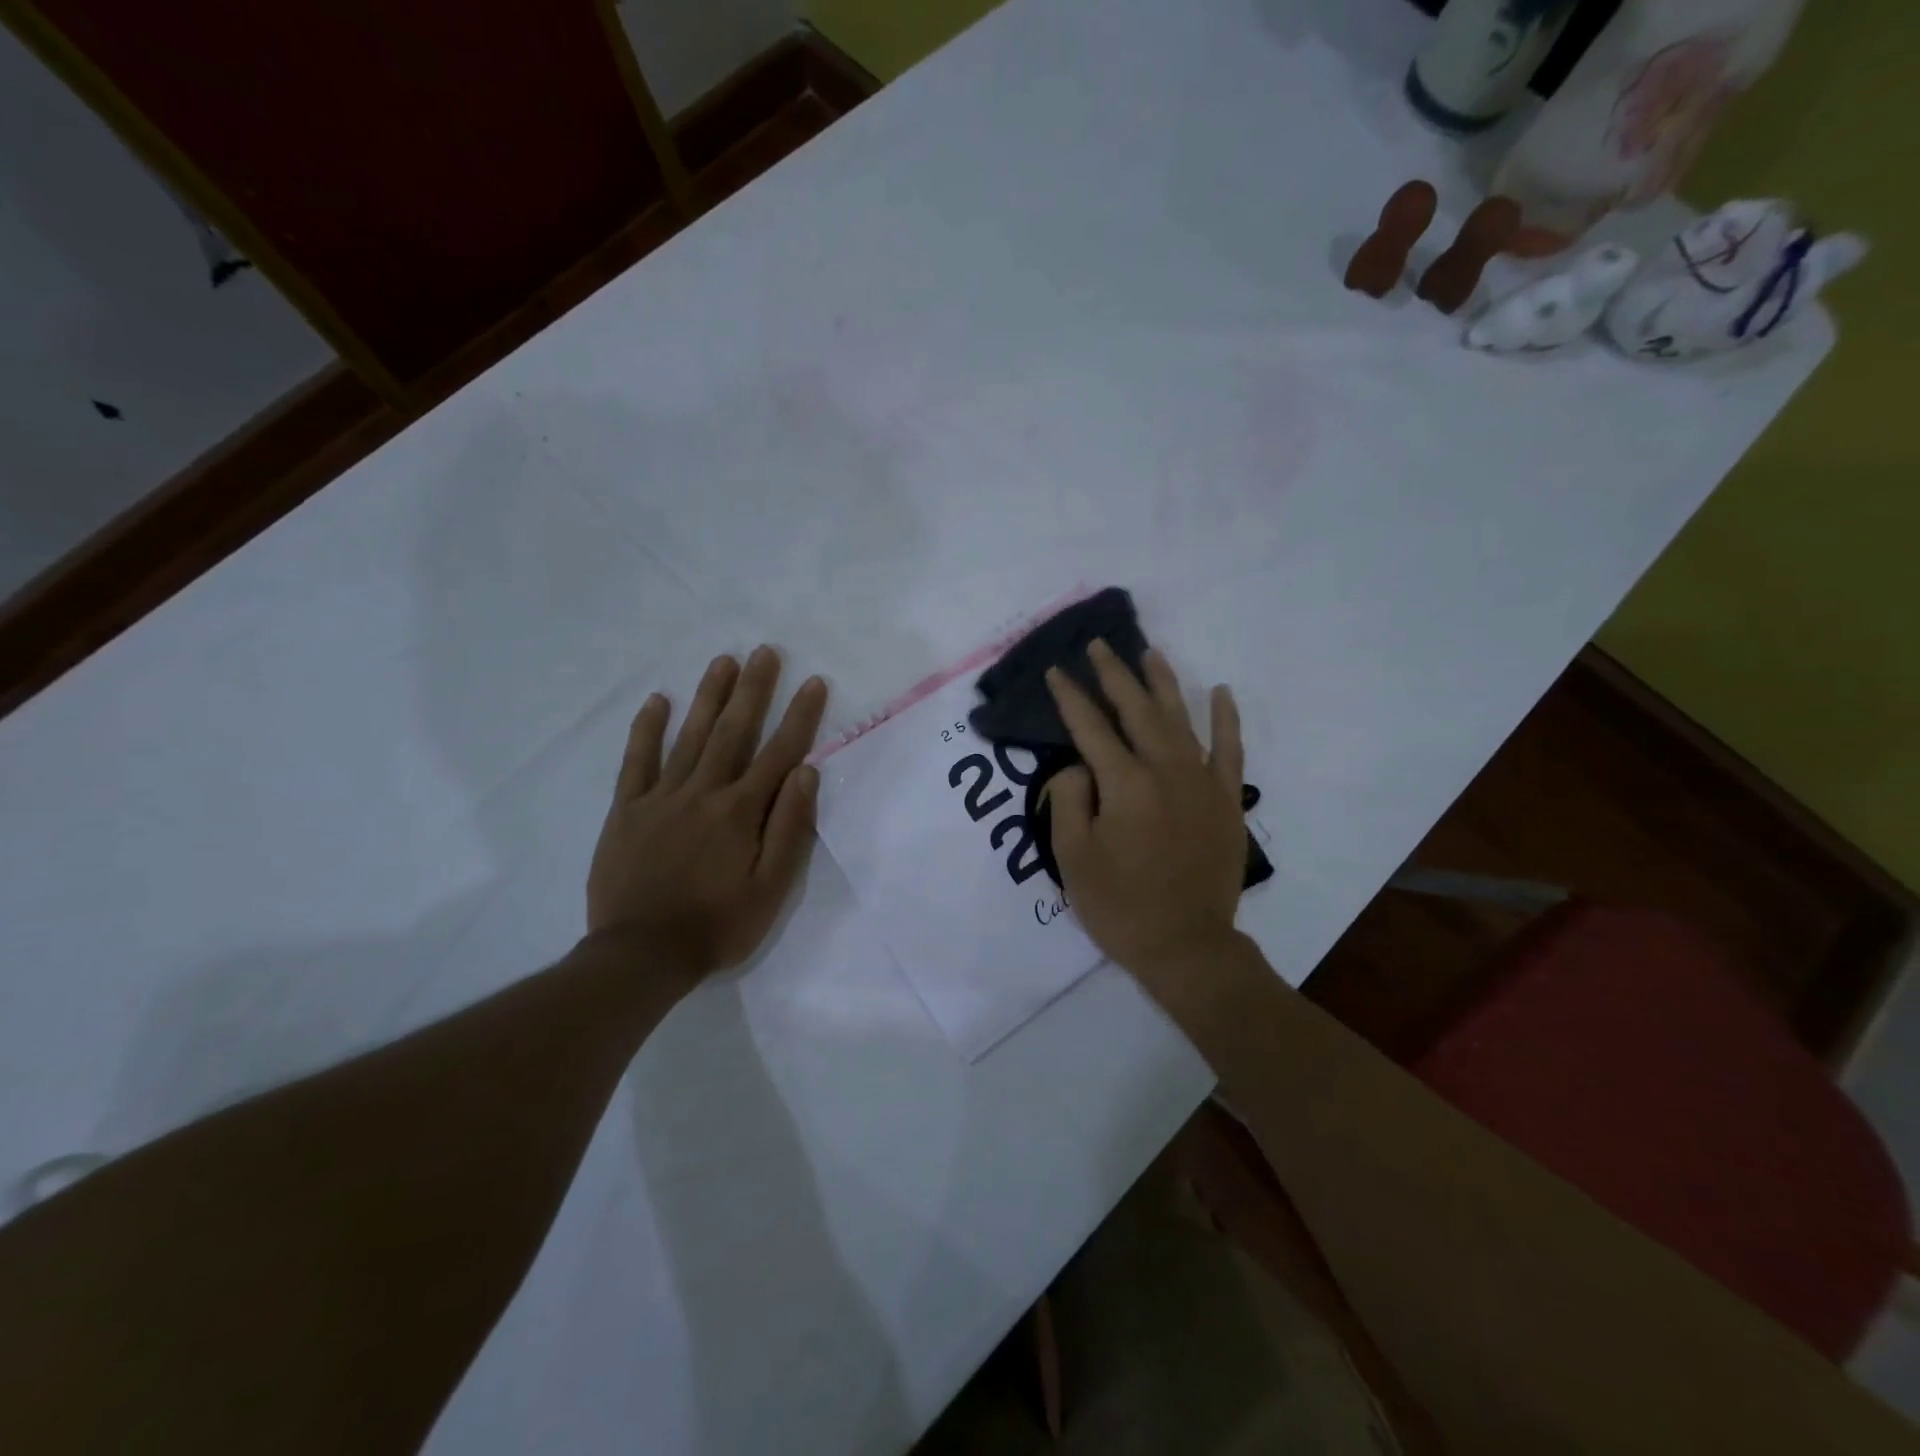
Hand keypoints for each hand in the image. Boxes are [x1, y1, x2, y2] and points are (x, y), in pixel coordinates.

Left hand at [587, 646, 828, 977]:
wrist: (641, 955)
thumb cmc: (718, 925)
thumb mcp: (771, 888)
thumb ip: (790, 828)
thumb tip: (806, 772)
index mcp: (742, 812)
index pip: (779, 753)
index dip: (800, 716)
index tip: (813, 682)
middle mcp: (704, 793)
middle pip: (733, 731)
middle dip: (753, 689)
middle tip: (765, 651)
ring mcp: (661, 797)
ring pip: (690, 736)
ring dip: (709, 696)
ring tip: (724, 661)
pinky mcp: (627, 810)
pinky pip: (637, 761)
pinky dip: (647, 729)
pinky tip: (658, 700)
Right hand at [1044, 640, 1246, 993]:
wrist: (1187, 946)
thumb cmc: (1120, 906)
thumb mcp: (1072, 857)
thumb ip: (1069, 799)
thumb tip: (1079, 766)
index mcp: (1125, 784)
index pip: (1090, 728)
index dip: (1070, 698)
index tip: (1055, 672)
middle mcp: (1166, 770)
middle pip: (1137, 710)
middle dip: (1114, 675)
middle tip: (1099, 646)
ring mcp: (1202, 782)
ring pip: (1180, 718)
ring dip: (1162, 682)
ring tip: (1149, 652)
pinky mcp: (1227, 799)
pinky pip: (1230, 749)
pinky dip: (1226, 718)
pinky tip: (1221, 692)